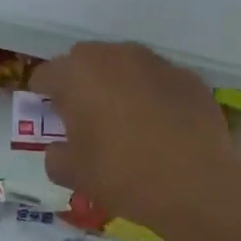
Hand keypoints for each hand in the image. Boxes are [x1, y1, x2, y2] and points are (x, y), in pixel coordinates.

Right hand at [32, 42, 234, 239]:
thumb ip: (55, 155)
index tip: (52, 122)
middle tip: (87, 121)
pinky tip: (162, 128)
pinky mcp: (187, 76)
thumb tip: (60, 148)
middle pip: (84, 62)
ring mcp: (154, 62)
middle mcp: (114, 55)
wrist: (197, 184)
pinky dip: (153, 96)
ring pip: (123, 66)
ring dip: (118, 85)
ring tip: (127, 122)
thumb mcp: (73, 174)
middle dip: (80, 85)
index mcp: (77, 73)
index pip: (45, 75)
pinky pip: (157, 81)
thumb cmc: (123, 174)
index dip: (43, 98)